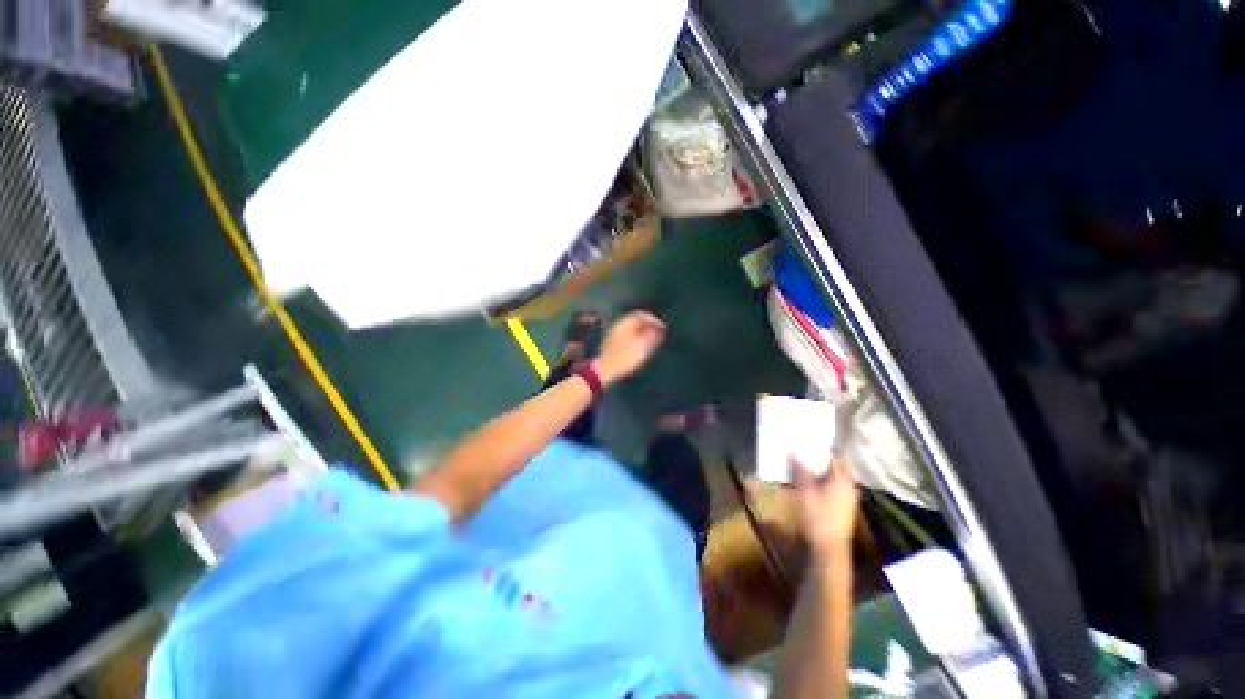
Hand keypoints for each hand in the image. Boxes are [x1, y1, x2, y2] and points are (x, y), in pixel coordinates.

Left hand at [594, 310, 666, 384]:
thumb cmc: (625, 357)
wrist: (604, 370)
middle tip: (658, 334)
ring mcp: (614, 333)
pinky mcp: (612, 342)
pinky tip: (640, 346)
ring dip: (642, 331)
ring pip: (631, 328)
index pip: (642, 314)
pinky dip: (636, 337)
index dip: (654, 320)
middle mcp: (619, 324)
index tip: (663, 328)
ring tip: (651, 341)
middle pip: (636, 320)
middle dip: (648, 325)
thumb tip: (659, 329)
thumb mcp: (642, 346)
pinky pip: (627, 334)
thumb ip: (652, 335)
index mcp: (626, 323)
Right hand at [792, 457, 859, 559]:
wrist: (828, 548)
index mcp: (842, 480)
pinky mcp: (845, 509)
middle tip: (807, 458)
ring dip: (824, 474)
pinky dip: (826, 484)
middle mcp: (849, 487)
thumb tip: (793, 453)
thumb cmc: (817, 516)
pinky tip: (812, 488)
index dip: (822, 452)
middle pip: (839, 469)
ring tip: (806, 471)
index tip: (808, 448)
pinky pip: (837, 489)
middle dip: (824, 462)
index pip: (835, 458)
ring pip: (838, 479)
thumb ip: (800, 471)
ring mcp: (849, 499)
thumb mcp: (805, 491)